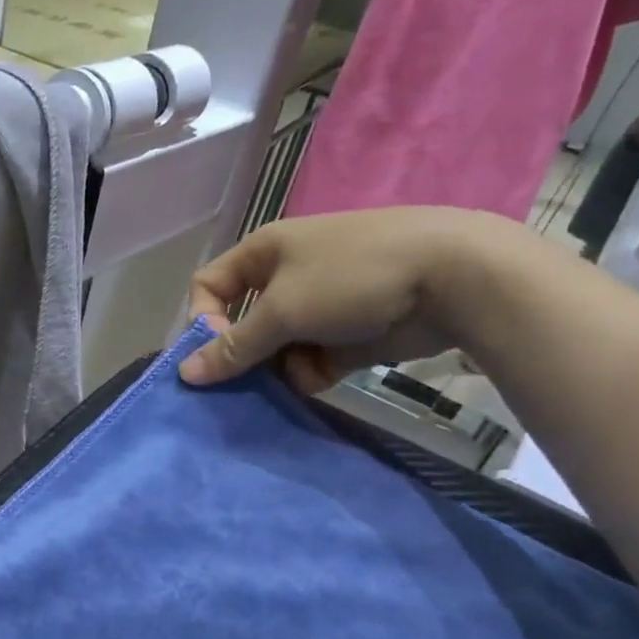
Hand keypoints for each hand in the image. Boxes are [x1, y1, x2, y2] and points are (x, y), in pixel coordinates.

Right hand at [179, 208, 510, 391]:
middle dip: (242, 355)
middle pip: (241, 325)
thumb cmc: (351, 277)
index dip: (202, 320)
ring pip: (274, 349)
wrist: (455, 278)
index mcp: (263, 253)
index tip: (216, 352)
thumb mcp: (282, 310)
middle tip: (241, 384)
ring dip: (276, 369)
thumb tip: (183, 374)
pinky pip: (308, 361)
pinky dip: (309, 373)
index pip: (208, 288)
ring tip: (294, 377)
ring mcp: (318, 307)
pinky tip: (323, 376)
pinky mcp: (346, 335)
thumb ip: (232, 346)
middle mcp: (285, 278)